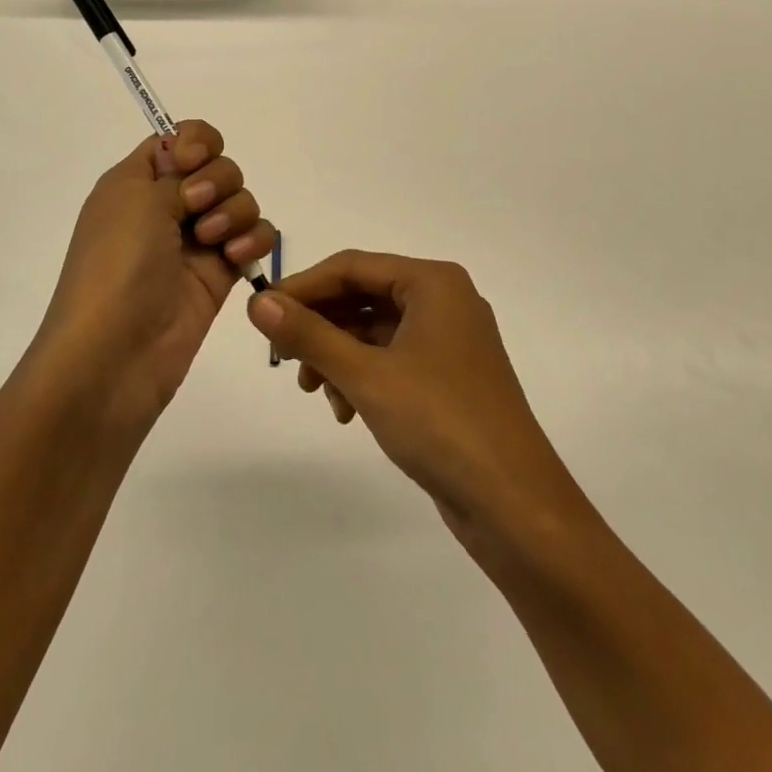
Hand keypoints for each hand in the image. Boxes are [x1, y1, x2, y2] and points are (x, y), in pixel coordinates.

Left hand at [33, 120, 274, 432]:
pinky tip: (236, 257)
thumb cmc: (116, 265)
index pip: (177, 139)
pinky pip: (253, 238)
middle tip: (195, 208)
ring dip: (234, 212)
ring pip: (240, 200)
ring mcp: (195, 241)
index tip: (188, 163)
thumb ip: (175, 171)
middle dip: (217, 180)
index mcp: (136, 183)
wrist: (115, 352)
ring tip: (214, 244)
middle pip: (217, 166)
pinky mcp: (220, 274)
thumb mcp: (135, 199)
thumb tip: (191, 167)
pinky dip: (253, 239)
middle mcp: (166, 206)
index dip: (194, 142)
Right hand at [247, 250, 585, 561]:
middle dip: (320, 327)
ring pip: (374, 331)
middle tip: (283, 358)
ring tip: (315, 392)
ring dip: (337, 356)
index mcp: (433, 283)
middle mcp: (444, 301)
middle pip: (363, 297)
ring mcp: (450, 341)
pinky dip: (363, 377)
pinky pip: (392, 359)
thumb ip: (309, 334)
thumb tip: (257, 302)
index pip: (352, 267)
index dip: (303, 287)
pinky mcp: (449, 377)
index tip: (262, 313)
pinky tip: (346, 411)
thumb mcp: (366, 375)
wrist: (514, 505)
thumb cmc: (440, 423)